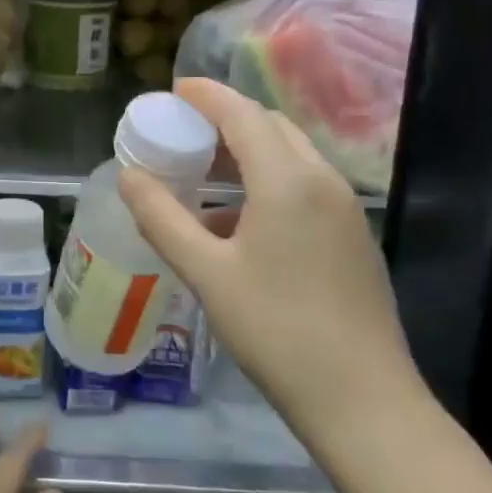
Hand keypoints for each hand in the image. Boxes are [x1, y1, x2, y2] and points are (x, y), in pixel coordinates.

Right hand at [117, 77, 420, 447]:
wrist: (364, 401)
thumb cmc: (276, 330)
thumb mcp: (206, 272)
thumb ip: (162, 217)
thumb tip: (128, 175)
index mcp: (288, 180)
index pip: (242, 113)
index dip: (206, 95)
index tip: (173, 91)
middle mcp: (323, 181)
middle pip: (270, 127)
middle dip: (225, 120)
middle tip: (182, 132)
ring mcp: (345, 210)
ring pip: (290, 157)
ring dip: (246, 153)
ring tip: (202, 175)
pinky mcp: (352, 237)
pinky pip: (304, 187)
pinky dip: (266, 182)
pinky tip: (235, 223)